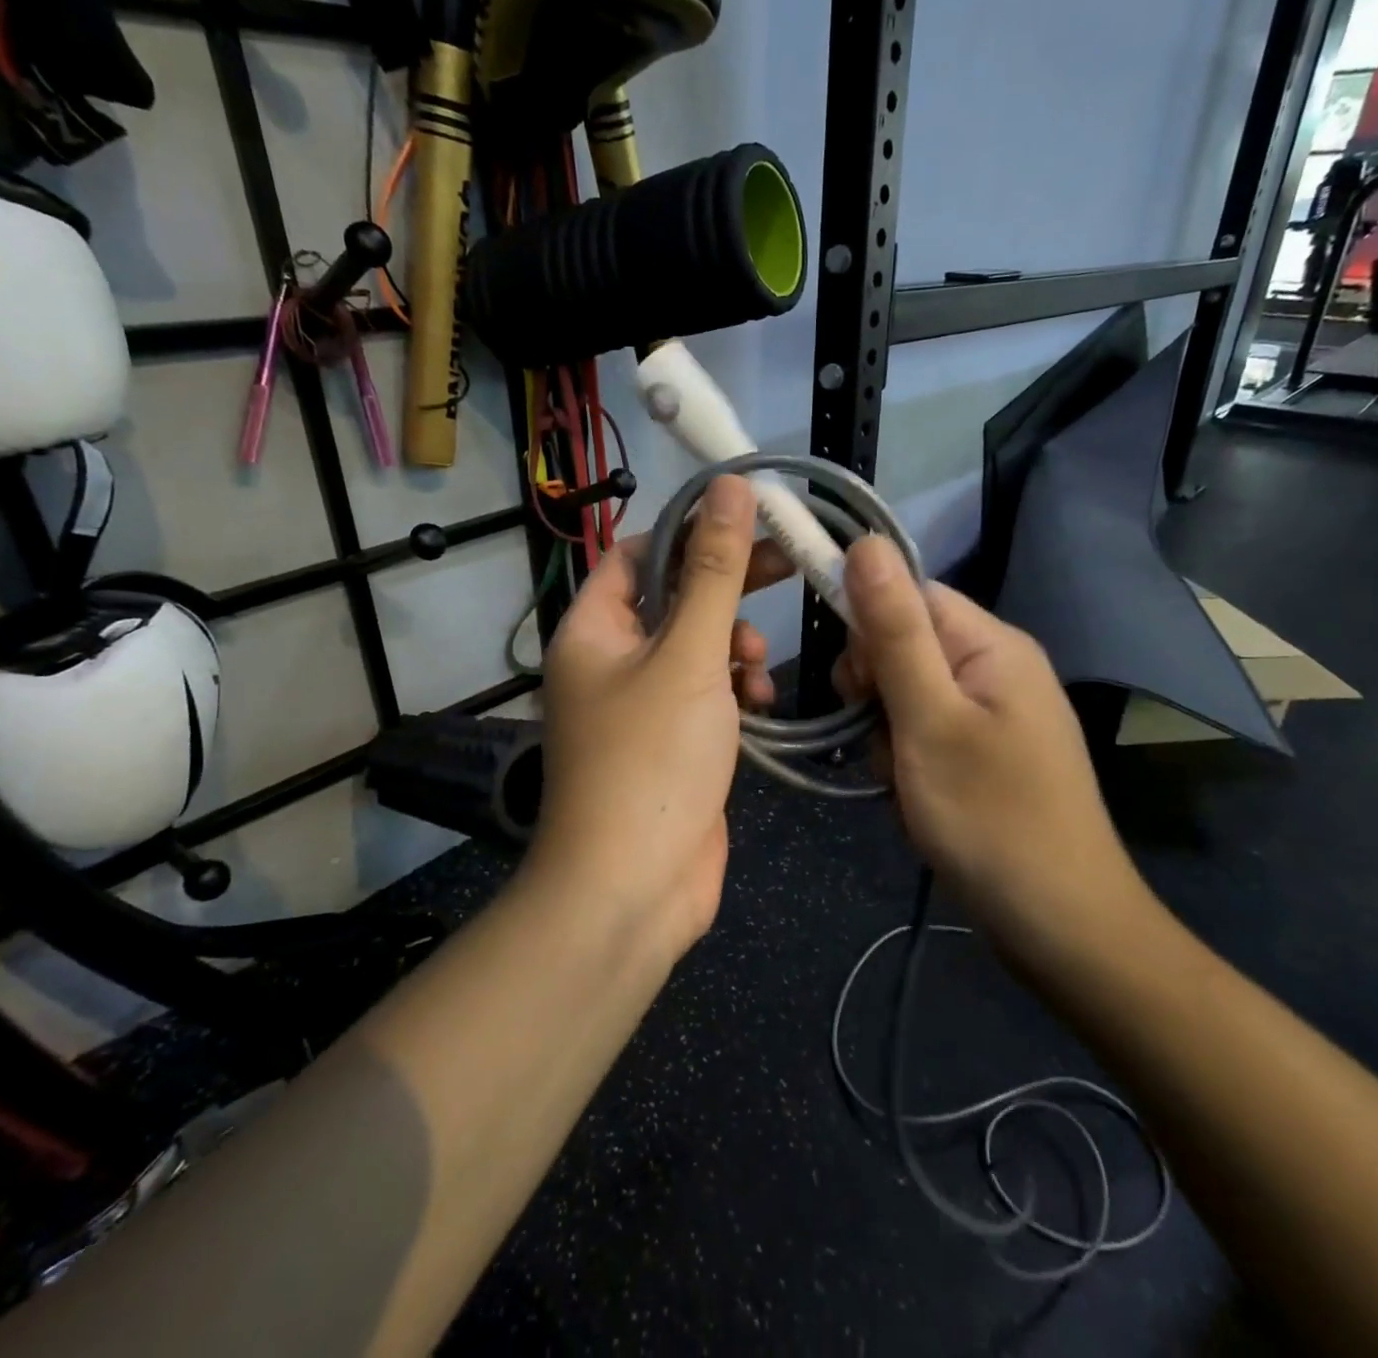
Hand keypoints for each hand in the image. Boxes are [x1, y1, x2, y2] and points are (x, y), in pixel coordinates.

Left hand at [531, 477, 784, 957]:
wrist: (634, 888)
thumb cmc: (652, 760)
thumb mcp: (690, 656)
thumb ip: (714, 571)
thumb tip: (730, 488)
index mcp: (593, 629)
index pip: (637, 553)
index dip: (689, 531)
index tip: (750, 521)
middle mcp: (610, 661)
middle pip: (673, 599)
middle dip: (725, 587)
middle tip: (785, 567)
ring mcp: (642, 706)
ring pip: (696, 648)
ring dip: (733, 645)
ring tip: (757, 665)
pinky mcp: (673, 743)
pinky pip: (707, 694)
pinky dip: (735, 690)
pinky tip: (760, 703)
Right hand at [836, 537, 1149, 953]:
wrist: (1060, 924)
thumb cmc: (990, 817)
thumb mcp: (929, 719)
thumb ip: (895, 631)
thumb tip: (865, 542)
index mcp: (992, 644)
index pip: (910, 594)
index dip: (869, 629)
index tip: (853, 686)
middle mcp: (997, 666)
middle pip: (906, 643)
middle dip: (876, 689)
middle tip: (882, 739)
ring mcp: (995, 712)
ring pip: (908, 692)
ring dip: (887, 730)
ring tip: (901, 778)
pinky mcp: (987, 751)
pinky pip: (927, 729)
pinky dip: (907, 757)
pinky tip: (914, 794)